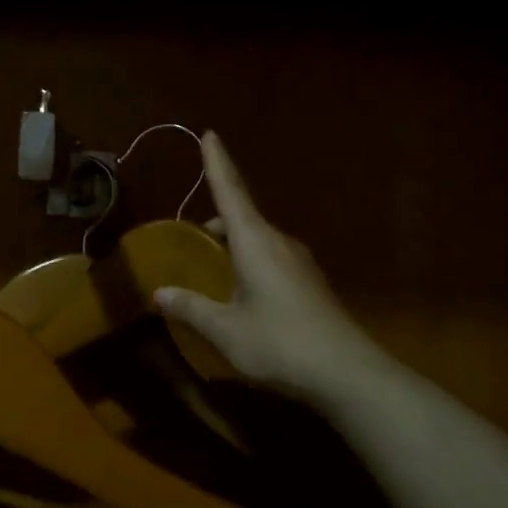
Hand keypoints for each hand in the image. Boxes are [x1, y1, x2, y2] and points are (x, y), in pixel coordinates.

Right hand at [156, 132, 377, 405]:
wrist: (347, 374)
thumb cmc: (280, 343)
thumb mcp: (225, 329)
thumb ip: (191, 308)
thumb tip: (159, 293)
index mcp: (256, 242)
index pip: (231, 192)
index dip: (217, 163)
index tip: (209, 133)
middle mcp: (279, 243)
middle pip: (242, 217)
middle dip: (216, 220)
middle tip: (190, 236)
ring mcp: (299, 263)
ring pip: (257, 240)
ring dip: (232, 244)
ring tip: (210, 267)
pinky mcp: (309, 284)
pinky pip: (270, 258)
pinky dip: (248, 262)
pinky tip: (240, 293)